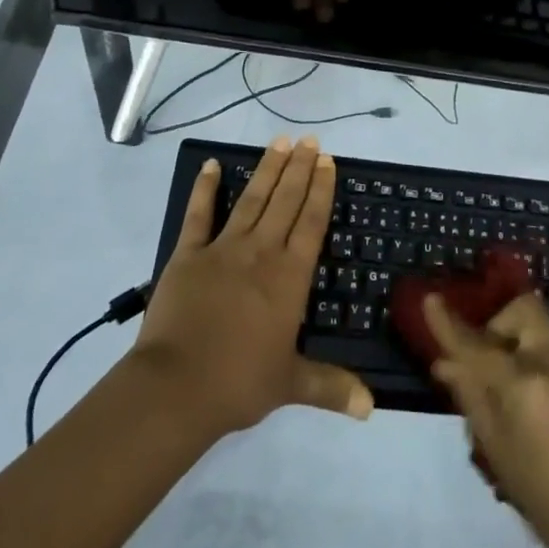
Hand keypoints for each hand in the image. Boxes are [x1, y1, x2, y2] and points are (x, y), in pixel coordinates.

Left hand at [134, 136, 373, 437]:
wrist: (176, 388)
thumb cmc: (239, 383)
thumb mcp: (291, 385)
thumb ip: (331, 387)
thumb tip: (372, 407)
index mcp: (288, 277)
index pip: (311, 223)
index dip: (321, 190)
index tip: (328, 162)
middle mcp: (261, 252)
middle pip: (285, 201)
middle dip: (299, 168)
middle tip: (310, 140)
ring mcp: (223, 249)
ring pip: (252, 199)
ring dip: (267, 169)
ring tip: (279, 141)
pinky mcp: (188, 254)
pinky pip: (199, 214)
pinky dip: (206, 188)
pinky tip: (211, 165)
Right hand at [425, 292, 548, 547]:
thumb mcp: (500, 455)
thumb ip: (472, 399)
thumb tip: (445, 364)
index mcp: (526, 384)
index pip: (477, 345)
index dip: (450, 324)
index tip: (431, 300)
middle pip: (523, 311)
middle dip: (502, 325)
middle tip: (493, 361)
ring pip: (547, 333)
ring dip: (528, 348)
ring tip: (526, 395)